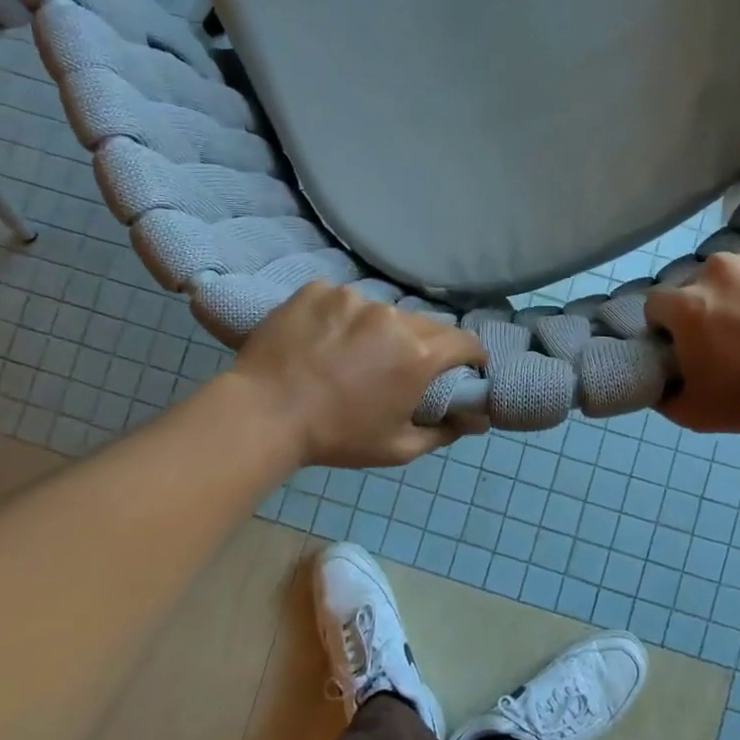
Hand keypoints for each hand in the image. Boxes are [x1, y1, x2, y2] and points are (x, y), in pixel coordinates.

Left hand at [215, 282, 487, 468]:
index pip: (465, 342)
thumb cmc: (336, 437)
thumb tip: (475, 421)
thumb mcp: (397, 448)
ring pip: (382, 311)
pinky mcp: (318, 290)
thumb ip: (443, 433)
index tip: (466, 365)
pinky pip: (342, 301)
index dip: (472, 355)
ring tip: (353, 354)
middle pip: (426, 324)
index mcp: (419, 355)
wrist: (264, 414)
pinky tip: (322, 340)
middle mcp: (393, 318)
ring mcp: (353, 299)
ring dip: (380, 330)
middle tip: (403, 367)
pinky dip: (341, 317)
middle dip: (425, 344)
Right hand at [644, 233, 739, 433]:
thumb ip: (663, 395)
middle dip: (713, 303)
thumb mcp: (698, 414)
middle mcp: (718, 268)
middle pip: (702, 282)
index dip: (669, 325)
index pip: (657, 304)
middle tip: (739, 333)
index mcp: (688, 304)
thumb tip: (654, 381)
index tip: (690, 342)